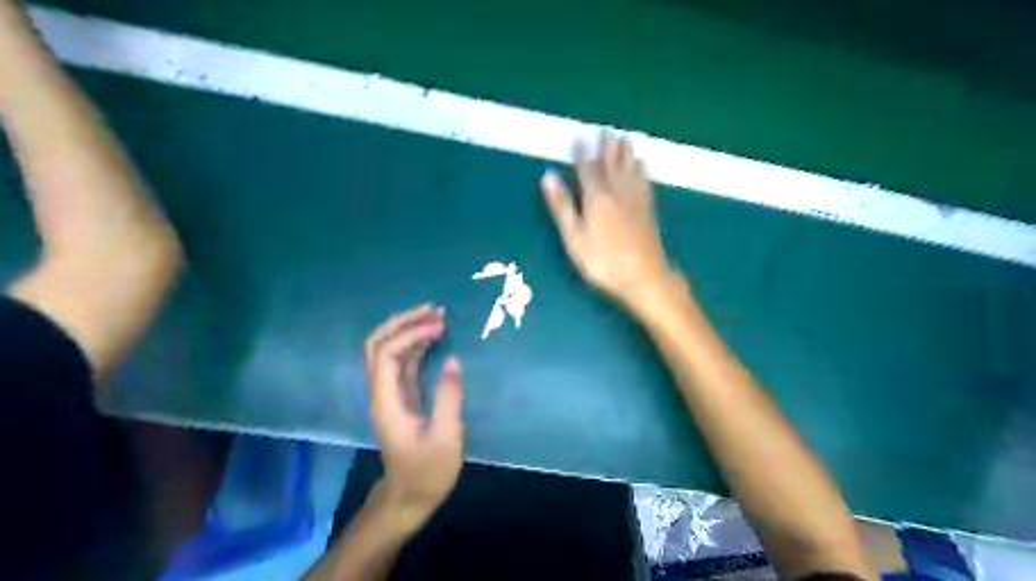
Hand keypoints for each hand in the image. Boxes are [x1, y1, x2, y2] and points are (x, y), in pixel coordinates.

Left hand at [361, 304, 463, 525]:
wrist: (409, 497)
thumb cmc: (428, 471)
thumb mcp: (446, 437)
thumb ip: (448, 397)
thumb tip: (452, 361)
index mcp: (386, 401)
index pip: (387, 353)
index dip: (410, 334)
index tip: (440, 328)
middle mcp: (381, 392)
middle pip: (377, 344)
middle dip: (402, 322)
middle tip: (432, 310)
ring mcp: (390, 393)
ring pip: (387, 350)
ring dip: (408, 329)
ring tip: (437, 316)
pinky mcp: (401, 396)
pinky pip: (402, 361)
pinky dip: (415, 344)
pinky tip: (433, 337)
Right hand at [542, 137, 682, 307]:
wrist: (643, 277)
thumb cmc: (602, 261)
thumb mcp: (574, 238)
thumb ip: (562, 206)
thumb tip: (548, 177)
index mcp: (596, 197)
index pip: (587, 168)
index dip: (582, 152)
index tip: (579, 137)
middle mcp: (617, 191)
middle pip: (612, 163)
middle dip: (607, 146)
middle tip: (606, 130)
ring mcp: (635, 199)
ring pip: (630, 168)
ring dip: (626, 152)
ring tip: (623, 138)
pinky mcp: (648, 210)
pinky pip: (644, 181)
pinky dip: (642, 169)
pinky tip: (642, 164)